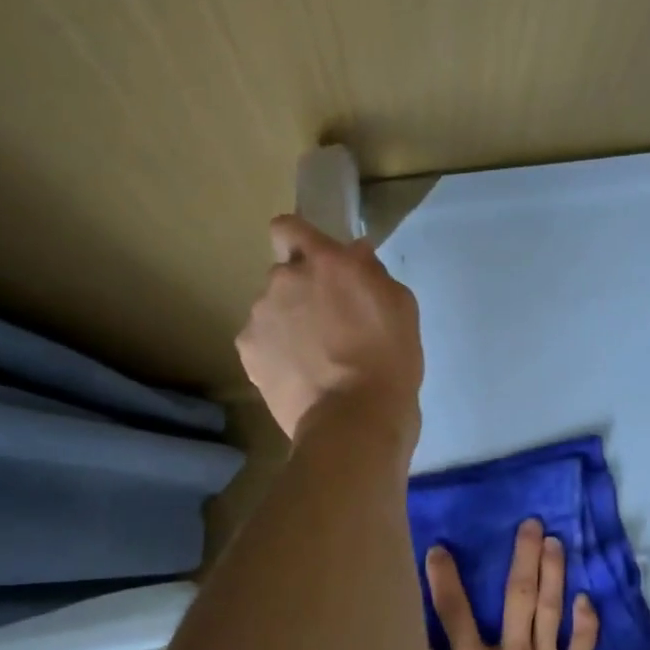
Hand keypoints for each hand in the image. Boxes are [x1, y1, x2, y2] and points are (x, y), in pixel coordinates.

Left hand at [236, 216, 421, 443]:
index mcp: (325, 262)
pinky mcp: (248, 351)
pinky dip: (274, 353)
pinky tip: (297, 376)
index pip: (289, 227)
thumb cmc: (389, 363)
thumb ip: (372, 273)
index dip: (299, 241)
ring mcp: (260, 316)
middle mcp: (284, 279)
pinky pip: (260, 342)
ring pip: (271, 310)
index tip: (316, 264)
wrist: (353, 421)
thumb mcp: (400, 308)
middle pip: (285, 275)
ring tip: (313, 360)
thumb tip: (355, 255)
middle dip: (301, 292)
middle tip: (328, 326)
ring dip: (287, 324)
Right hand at [429, 519, 599, 649]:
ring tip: (557, 542)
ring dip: (554, 574)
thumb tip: (418, 640)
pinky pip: (582, 648)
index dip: (446, 580)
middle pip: (518, 599)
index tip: (441, 549)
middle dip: (524, 558)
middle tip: (532, 524)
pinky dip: (586, 622)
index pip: (456, 614)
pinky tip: (587, 597)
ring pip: (551, 612)